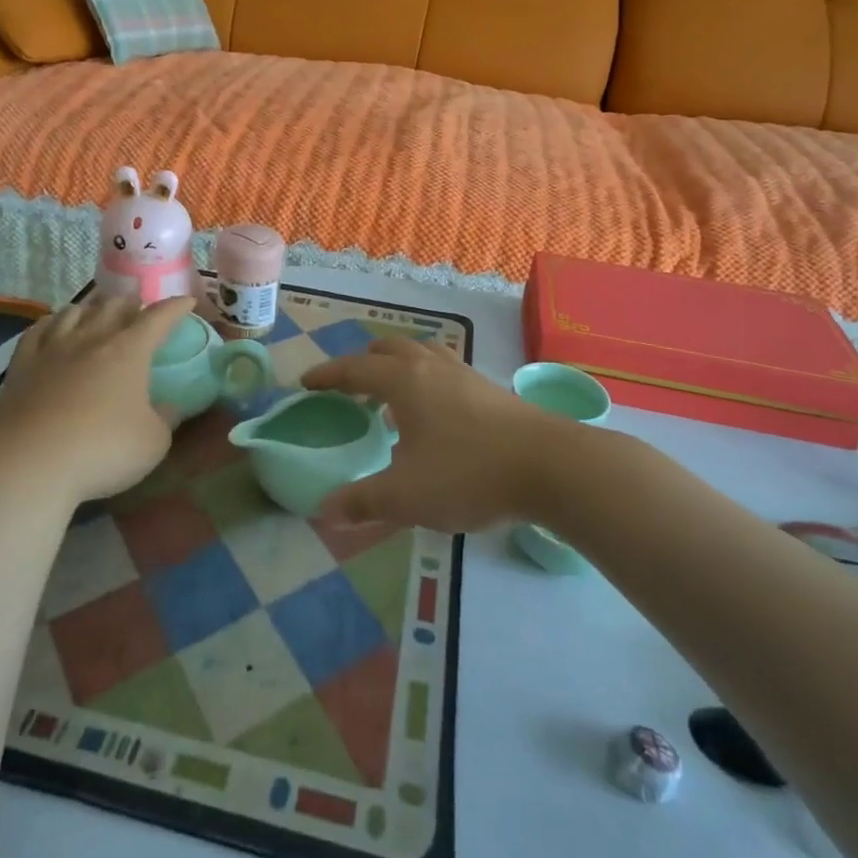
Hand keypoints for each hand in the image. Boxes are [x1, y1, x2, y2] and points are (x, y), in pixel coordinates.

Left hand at [0, 293, 193, 505]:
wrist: (30, 464)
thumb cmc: (103, 450)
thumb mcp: (153, 442)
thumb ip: (165, 418)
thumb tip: (170, 406)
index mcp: (129, 351)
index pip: (158, 318)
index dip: (175, 307)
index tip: (187, 302)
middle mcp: (92, 339)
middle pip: (113, 306)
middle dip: (131, 303)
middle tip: (139, 309)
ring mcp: (53, 349)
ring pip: (74, 312)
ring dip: (92, 308)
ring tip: (97, 313)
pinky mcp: (22, 365)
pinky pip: (38, 331)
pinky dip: (52, 322)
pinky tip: (53, 326)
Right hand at [302, 336, 569, 530]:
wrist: (551, 466)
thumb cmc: (469, 473)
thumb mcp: (406, 495)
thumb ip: (361, 501)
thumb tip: (323, 510)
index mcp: (404, 381)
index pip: (354, 368)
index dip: (326, 375)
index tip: (305, 382)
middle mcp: (432, 366)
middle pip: (389, 347)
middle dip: (363, 362)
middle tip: (349, 386)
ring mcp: (465, 374)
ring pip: (422, 352)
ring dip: (398, 364)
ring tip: (390, 394)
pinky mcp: (490, 389)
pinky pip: (444, 369)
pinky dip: (425, 378)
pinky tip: (433, 414)